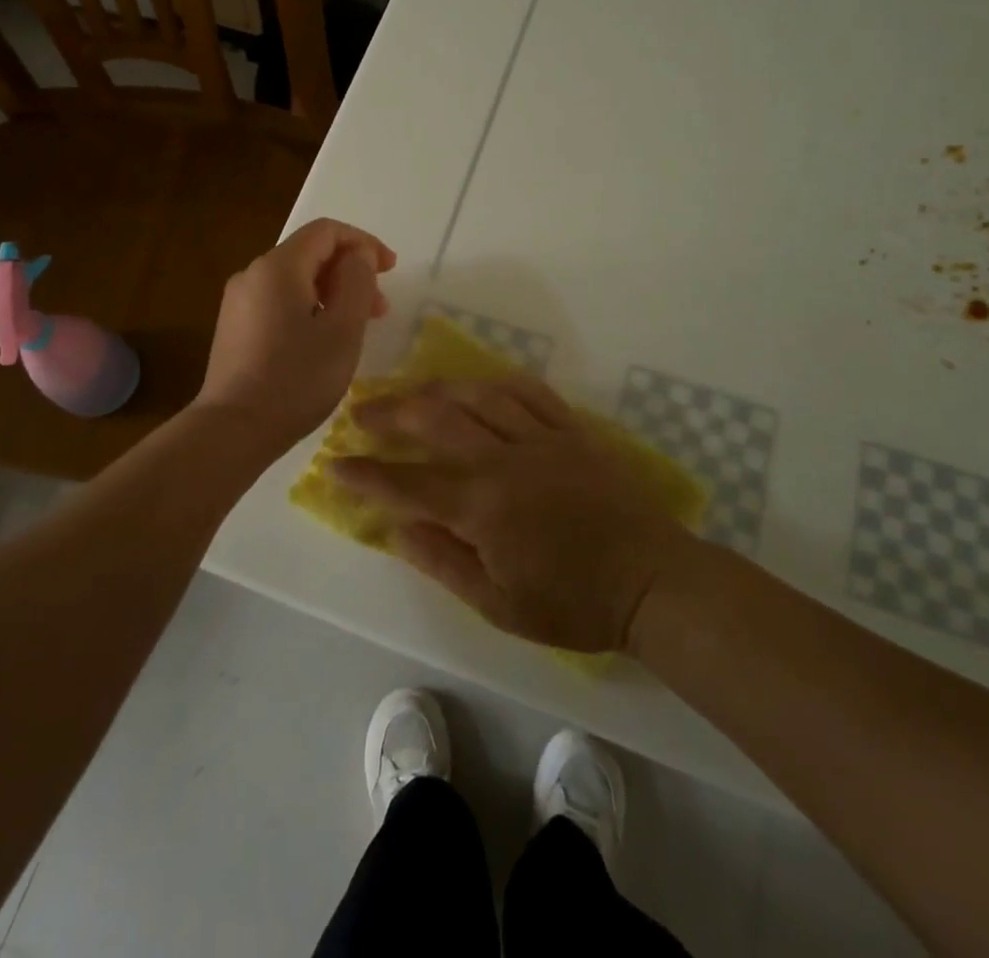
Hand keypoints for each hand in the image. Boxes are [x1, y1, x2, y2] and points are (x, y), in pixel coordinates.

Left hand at [196, 218, 395, 450]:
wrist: (234, 429)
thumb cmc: (296, 378)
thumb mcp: (342, 330)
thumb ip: (357, 282)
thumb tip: (358, 255)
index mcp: (278, 266)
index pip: (326, 232)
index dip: (363, 243)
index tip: (390, 269)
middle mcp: (253, 274)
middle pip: (310, 255)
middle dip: (349, 272)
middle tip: (380, 308)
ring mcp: (239, 302)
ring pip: (295, 281)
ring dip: (332, 294)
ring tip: (356, 328)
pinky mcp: (235, 328)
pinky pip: (279, 302)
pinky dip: (309, 309)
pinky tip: (323, 342)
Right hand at [330, 378, 690, 652]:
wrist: (653, 581)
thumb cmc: (574, 603)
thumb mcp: (499, 606)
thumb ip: (443, 562)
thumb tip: (396, 529)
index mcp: (482, 506)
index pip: (408, 484)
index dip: (366, 475)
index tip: (335, 464)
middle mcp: (503, 459)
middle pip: (435, 422)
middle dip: (389, 414)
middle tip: (360, 411)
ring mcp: (540, 437)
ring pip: (476, 396)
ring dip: (435, 389)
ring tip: (408, 390)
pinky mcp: (571, 429)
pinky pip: (528, 391)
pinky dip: (495, 382)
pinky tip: (477, 383)